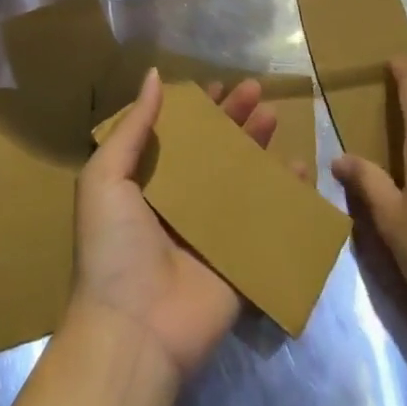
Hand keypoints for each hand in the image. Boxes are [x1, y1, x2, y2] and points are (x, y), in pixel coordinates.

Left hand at [68, 68, 284, 381]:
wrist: (134, 329)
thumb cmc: (113, 246)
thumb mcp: (106, 177)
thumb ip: (133, 127)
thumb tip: (153, 75)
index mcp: (148, 183)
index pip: (180, 136)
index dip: (199, 109)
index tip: (219, 84)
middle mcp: (181, 203)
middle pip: (215, 150)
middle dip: (234, 119)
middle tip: (257, 90)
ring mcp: (212, 231)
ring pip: (242, 178)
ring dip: (258, 146)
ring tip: (275, 115)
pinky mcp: (239, 259)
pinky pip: (266, 220)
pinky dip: (285, 195)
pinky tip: (300, 168)